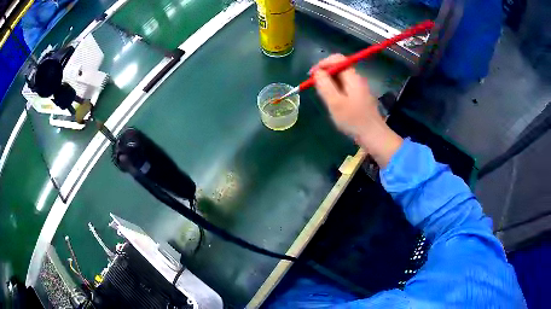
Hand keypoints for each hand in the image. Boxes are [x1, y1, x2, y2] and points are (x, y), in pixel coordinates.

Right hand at [312, 54, 402, 166]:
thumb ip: (325, 85)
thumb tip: (317, 72)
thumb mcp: (335, 102)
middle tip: (315, 87)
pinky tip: (333, 102)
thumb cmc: (354, 120)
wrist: (373, 136)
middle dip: (325, 74)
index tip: (312, 74)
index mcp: (353, 77)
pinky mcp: (359, 97)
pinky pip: (344, 87)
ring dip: (329, 83)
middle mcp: (357, 79)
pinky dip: (335, 90)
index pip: (338, 59)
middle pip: (339, 67)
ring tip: (323, 96)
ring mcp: (359, 88)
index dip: (323, 63)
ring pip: (341, 78)